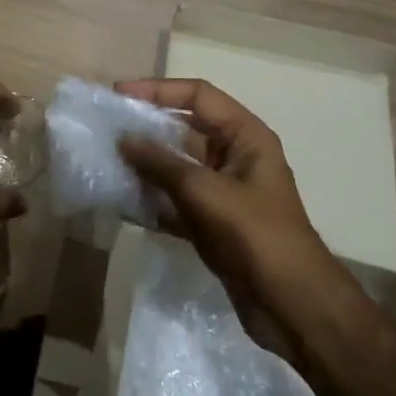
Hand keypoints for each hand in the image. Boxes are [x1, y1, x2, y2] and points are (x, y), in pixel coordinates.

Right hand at [114, 78, 346, 355]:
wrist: (291, 305)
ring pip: (175, 167)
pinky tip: (119, 202)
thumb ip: (162, 163)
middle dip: (145, 129)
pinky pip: (174, 200)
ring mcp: (222, 191)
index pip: (199, 96)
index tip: (119, 95)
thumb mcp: (206, 192)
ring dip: (143, 165)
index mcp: (245, 137)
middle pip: (184, 129)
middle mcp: (234, 157)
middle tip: (104, 129)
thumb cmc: (256, 235)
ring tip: (104, 163)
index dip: (159, 90)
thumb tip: (124, 139)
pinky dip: (150, 200)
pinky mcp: (211, 222)